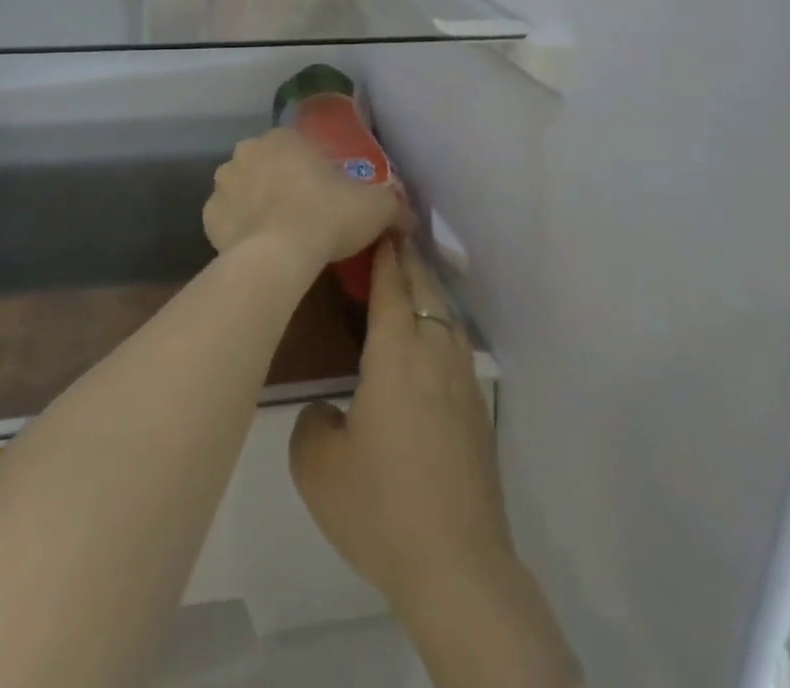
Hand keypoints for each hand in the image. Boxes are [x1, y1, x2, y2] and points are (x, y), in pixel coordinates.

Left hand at [203, 128, 404, 274]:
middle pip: (268, 165)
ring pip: (243, 190)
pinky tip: (258, 248)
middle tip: (304, 214)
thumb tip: (408, 216)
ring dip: (257, 204)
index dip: (313, 171)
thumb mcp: (376, 206)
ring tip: (280, 235)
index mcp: (284, 138)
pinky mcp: (208, 216)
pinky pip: (228, 219)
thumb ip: (393, 205)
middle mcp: (247, 151)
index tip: (325, 195)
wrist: (280, 254)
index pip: (299, 148)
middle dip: (281, 184)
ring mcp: (223, 183)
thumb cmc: (328, 215)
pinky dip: (239, 230)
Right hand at [288, 238, 516, 618]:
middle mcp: (434, 352)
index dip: (382, 250)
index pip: (391, 283)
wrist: (459, 568)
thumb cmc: (382, 506)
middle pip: (423, 288)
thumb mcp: (318, 465)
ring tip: (404, 279)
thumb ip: (313, 420)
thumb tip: (331, 410)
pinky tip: (425, 340)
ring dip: (424, 288)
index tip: (373, 222)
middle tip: (385, 236)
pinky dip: (437, 322)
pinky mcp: (476, 409)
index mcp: (396, 353)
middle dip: (405, 258)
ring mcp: (462, 380)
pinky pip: (454, 344)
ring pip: (444, 314)